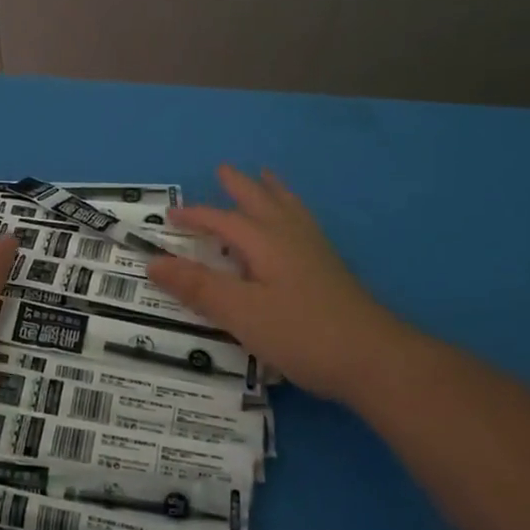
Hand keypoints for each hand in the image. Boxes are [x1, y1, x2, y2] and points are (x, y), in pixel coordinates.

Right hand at [146, 165, 400, 403]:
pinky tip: (296, 226)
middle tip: (224, 169)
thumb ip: (198, 287)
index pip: (222, 220)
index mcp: (266, 241)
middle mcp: (291, 237)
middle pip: (261, 201)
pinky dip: (291, 211)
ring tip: (266, 177)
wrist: (375, 359)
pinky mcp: (331, 270)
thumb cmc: (302, 333)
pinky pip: (303, 224)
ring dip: (272, 191)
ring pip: (289, 209)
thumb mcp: (240, 312)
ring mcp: (316, 252)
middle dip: (240, 186)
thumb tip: (154, 262)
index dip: (195, 217)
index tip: (170, 216)